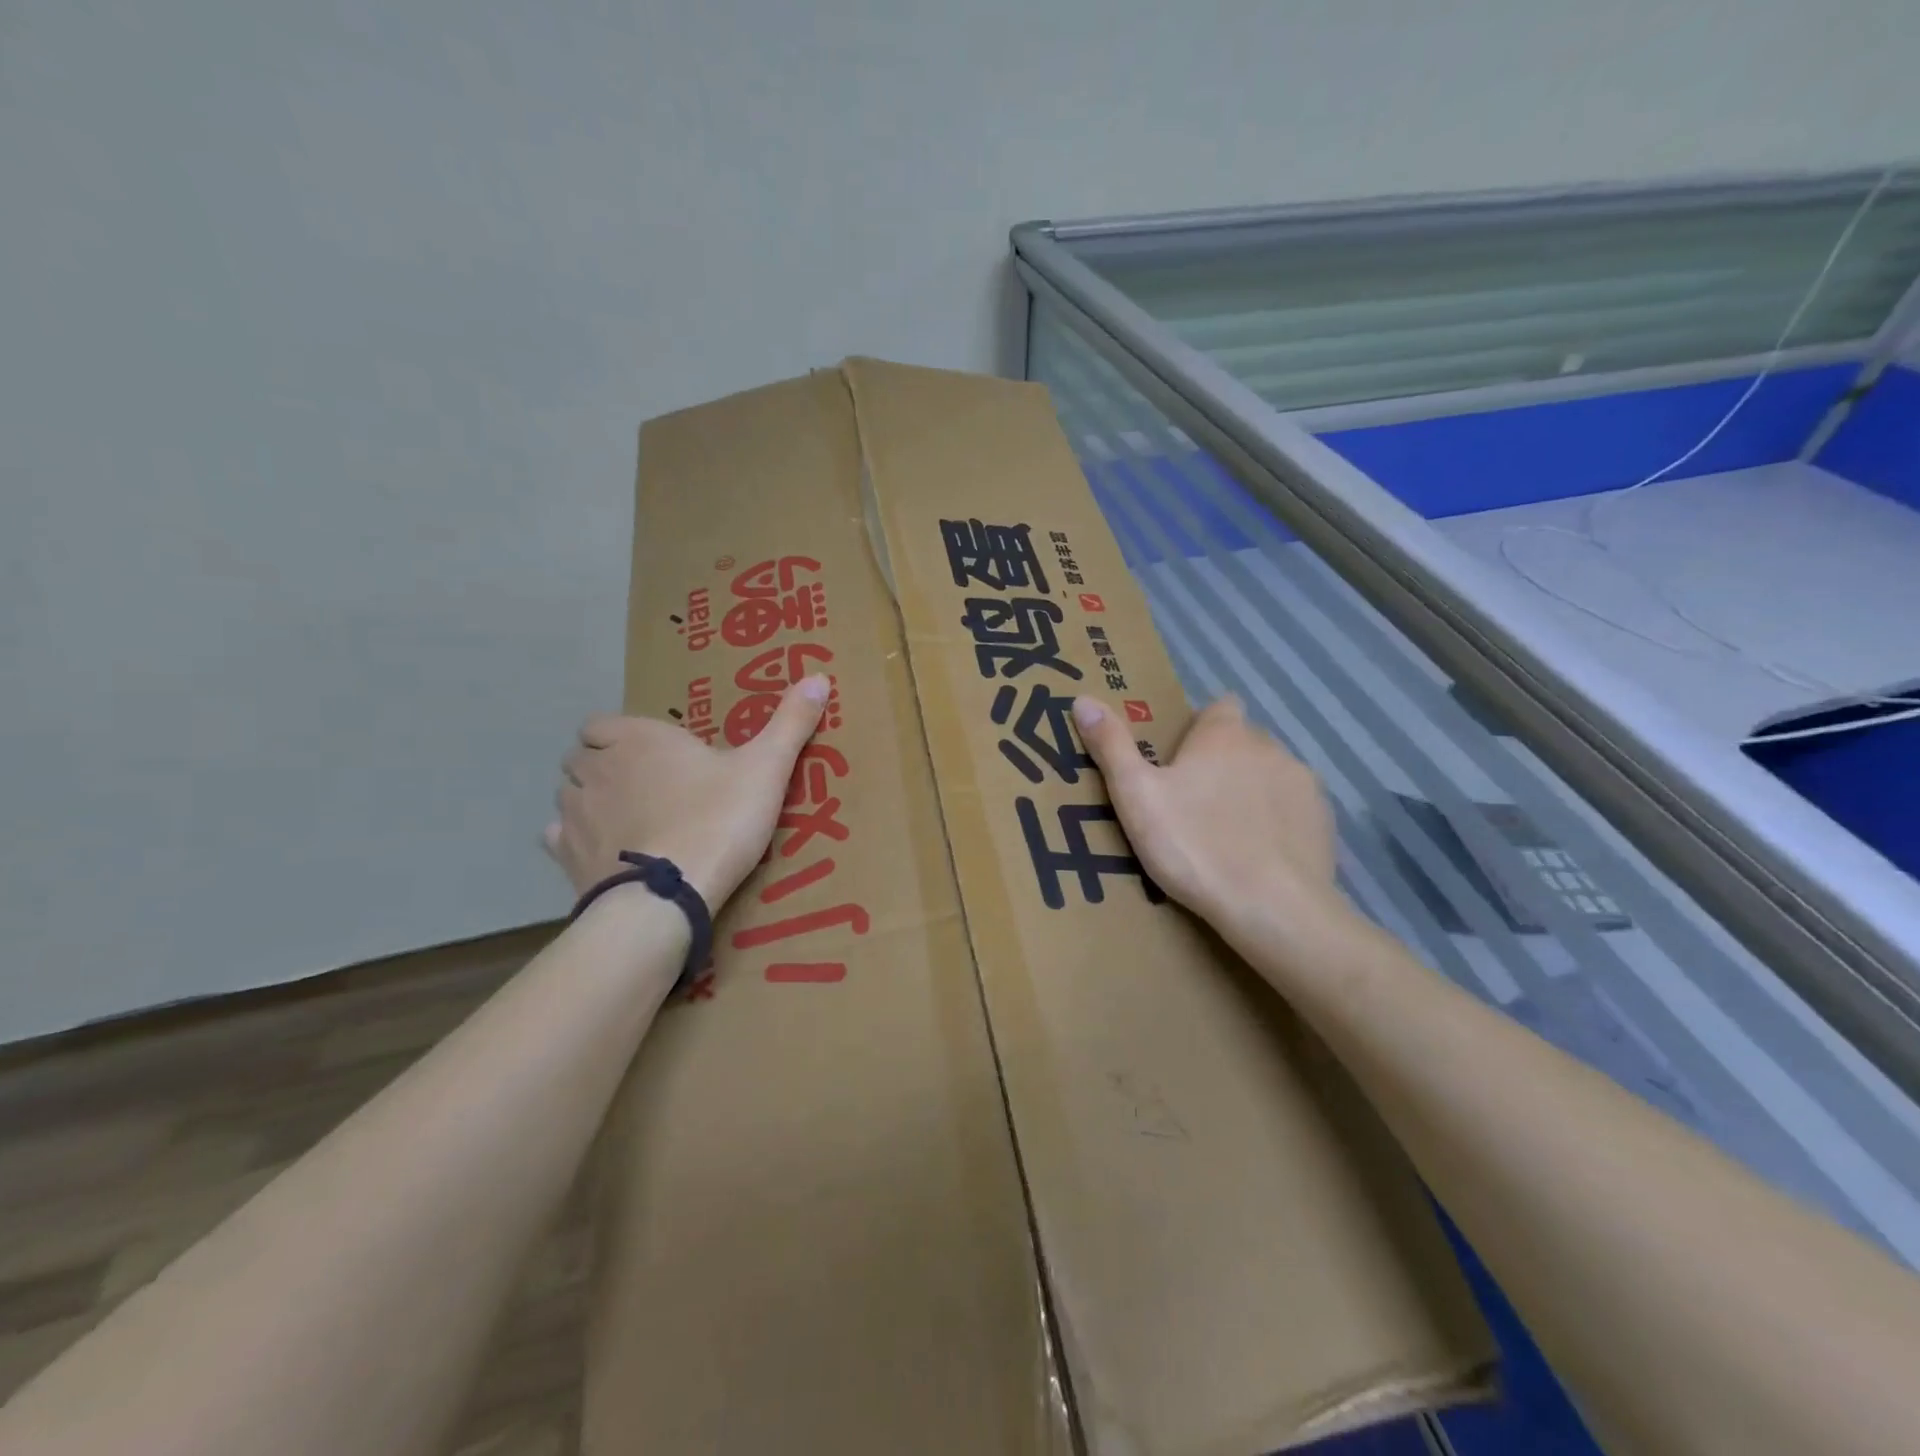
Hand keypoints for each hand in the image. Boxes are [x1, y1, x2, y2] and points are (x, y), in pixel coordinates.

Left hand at [546, 676, 831, 907]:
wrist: (671, 893)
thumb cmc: (718, 818)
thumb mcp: (766, 767)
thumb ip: (790, 722)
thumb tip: (820, 676)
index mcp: (636, 739)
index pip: (600, 724)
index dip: (618, 735)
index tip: (651, 752)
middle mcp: (596, 769)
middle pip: (580, 757)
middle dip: (602, 765)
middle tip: (644, 784)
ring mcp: (576, 814)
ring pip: (568, 794)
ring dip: (589, 799)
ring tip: (627, 818)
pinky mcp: (568, 857)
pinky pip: (557, 838)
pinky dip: (574, 839)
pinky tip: (605, 850)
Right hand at [1072, 693, 1351, 966]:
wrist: (1272, 908)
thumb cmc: (1194, 846)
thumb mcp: (1136, 797)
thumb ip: (1111, 745)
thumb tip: (1083, 699)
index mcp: (1224, 735)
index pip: (1219, 707)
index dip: (1201, 727)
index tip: (1180, 757)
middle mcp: (1269, 747)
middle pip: (1243, 742)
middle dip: (1222, 762)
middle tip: (1191, 803)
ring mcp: (1302, 784)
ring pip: (1270, 775)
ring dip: (1251, 790)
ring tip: (1225, 834)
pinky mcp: (1323, 821)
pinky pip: (1294, 808)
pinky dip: (1277, 821)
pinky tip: (1258, 855)